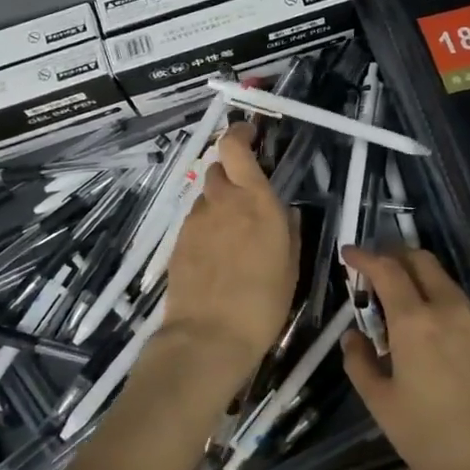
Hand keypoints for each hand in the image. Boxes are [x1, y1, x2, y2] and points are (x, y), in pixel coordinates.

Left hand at [158, 122, 298, 395]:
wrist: (209, 336)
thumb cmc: (264, 301)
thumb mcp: (291, 264)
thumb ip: (287, 229)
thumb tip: (283, 211)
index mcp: (255, 200)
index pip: (235, 147)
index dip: (239, 133)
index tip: (250, 134)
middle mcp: (222, 202)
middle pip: (218, 170)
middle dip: (233, 174)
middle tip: (248, 197)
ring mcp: (195, 222)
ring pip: (206, 198)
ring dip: (219, 204)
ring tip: (234, 235)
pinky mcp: (178, 243)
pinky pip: (195, 222)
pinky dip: (207, 227)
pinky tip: (217, 255)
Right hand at [339, 246, 469, 469]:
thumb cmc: (431, 437)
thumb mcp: (382, 404)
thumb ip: (360, 362)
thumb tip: (353, 337)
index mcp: (415, 321)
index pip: (387, 270)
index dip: (364, 257)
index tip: (348, 255)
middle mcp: (448, 309)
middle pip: (421, 260)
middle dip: (394, 256)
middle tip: (373, 271)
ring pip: (443, 280)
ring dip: (417, 277)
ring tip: (398, 304)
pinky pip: (460, 304)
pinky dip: (438, 299)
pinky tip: (430, 330)